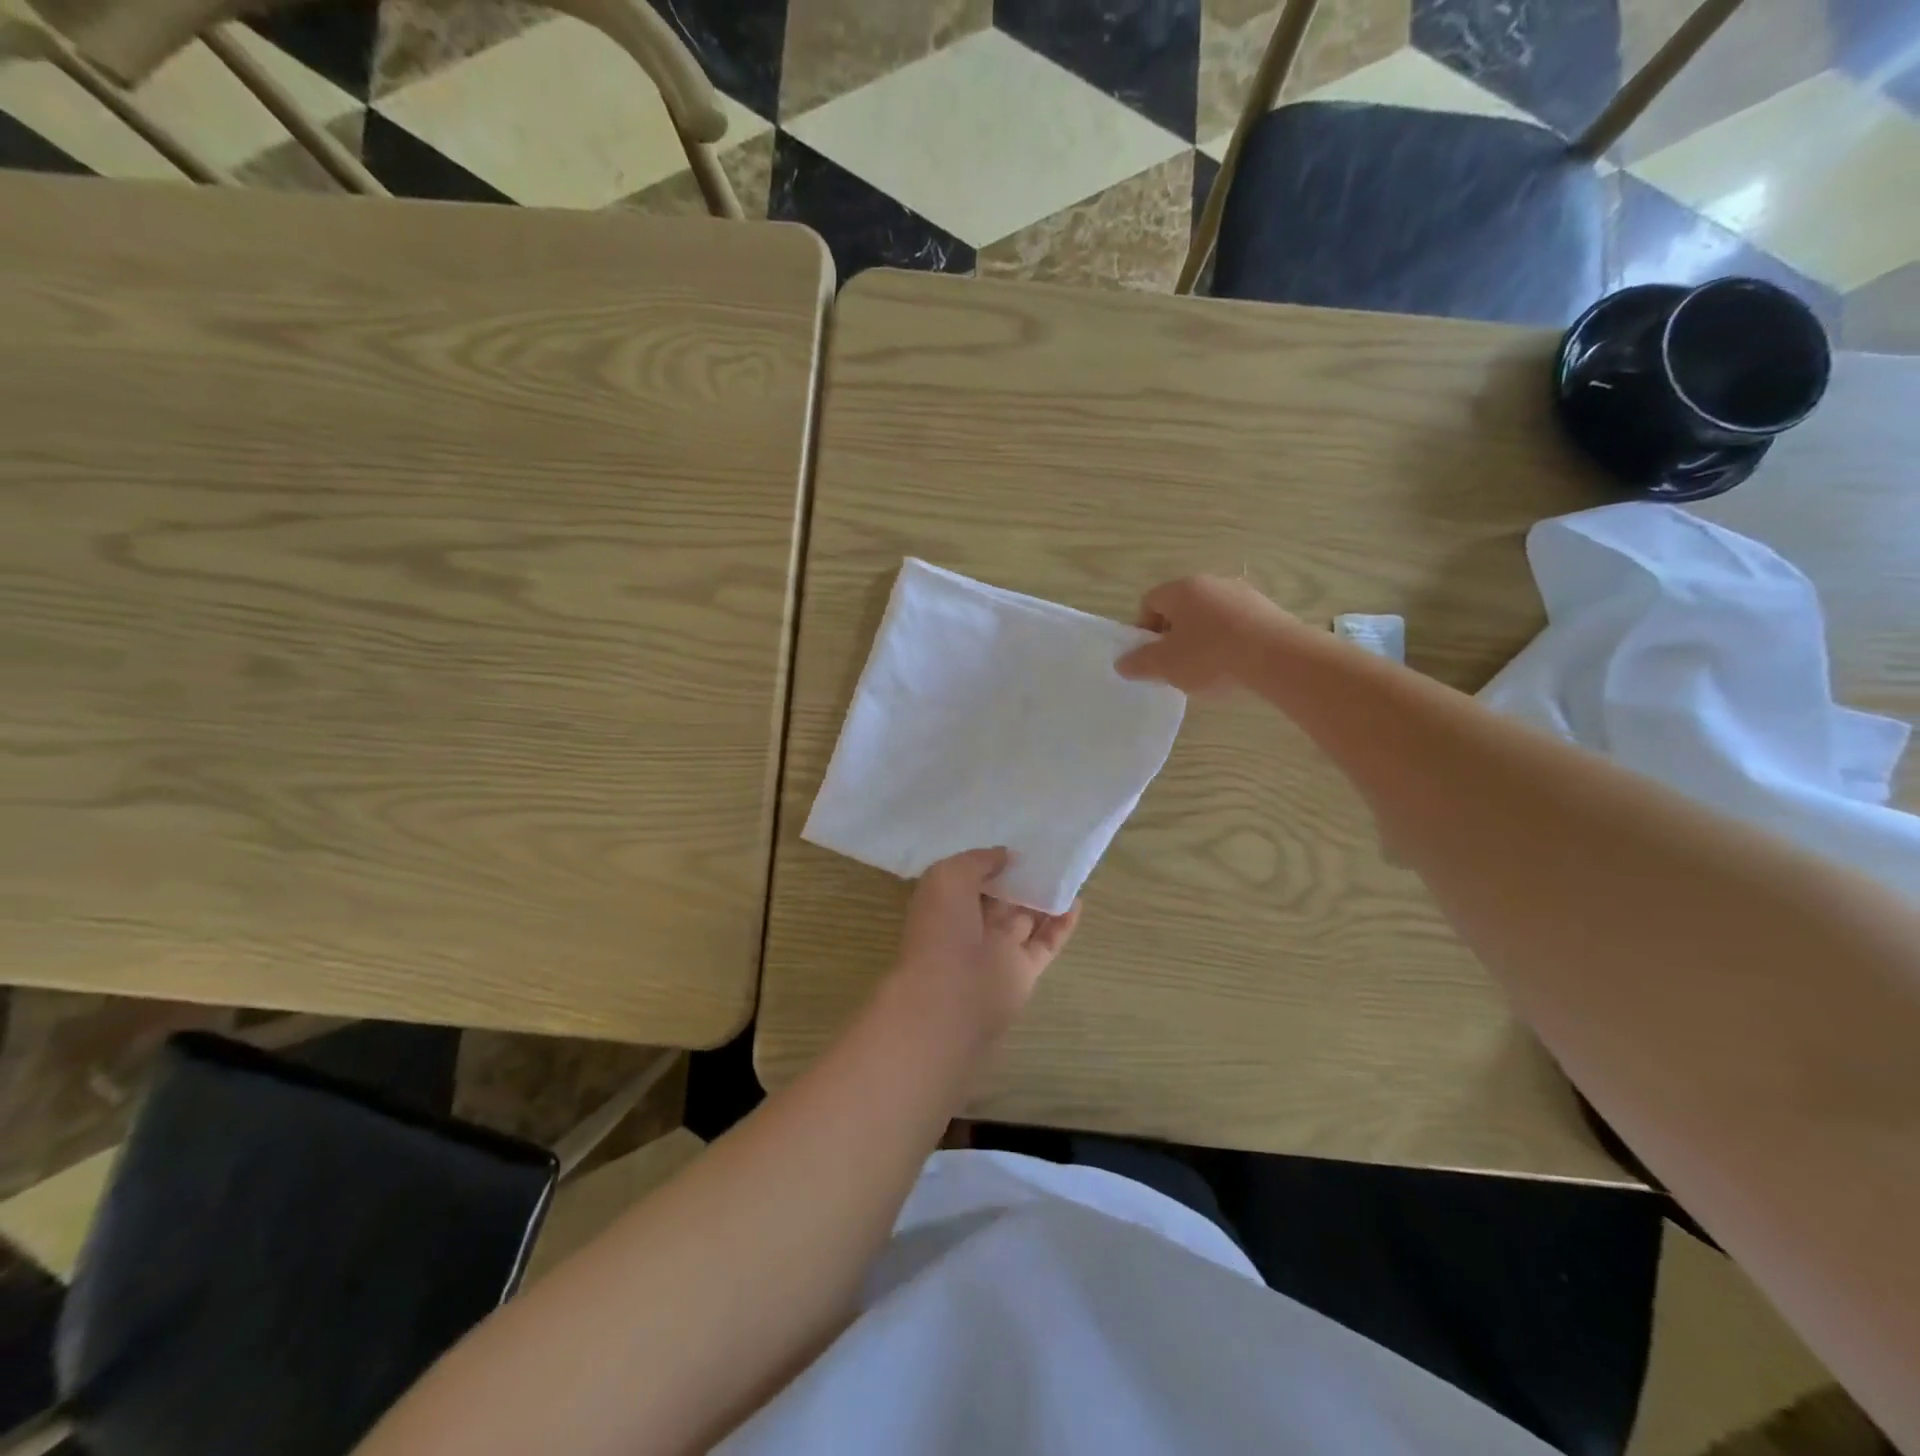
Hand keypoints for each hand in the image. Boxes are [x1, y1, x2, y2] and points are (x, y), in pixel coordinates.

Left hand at [891, 848, 1080, 1040]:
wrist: (949, 997)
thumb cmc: (941, 929)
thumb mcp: (948, 876)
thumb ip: (978, 861)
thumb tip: (1006, 856)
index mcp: (947, 903)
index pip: (971, 877)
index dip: (991, 861)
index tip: (1015, 841)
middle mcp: (971, 925)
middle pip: (1001, 896)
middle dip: (1020, 877)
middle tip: (1048, 851)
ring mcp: (999, 949)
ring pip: (1026, 918)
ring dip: (1044, 898)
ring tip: (1067, 872)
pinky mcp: (1024, 970)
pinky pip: (1046, 942)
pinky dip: (1062, 924)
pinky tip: (1077, 901)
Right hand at [1115, 576, 1294, 693]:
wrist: (1278, 658)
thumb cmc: (1211, 656)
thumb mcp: (1166, 666)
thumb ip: (1139, 663)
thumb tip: (1122, 663)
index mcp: (1182, 589)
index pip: (1150, 602)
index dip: (1144, 631)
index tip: (1151, 657)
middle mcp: (1212, 583)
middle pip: (1181, 609)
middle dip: (1174, 637)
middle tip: (1176, 666)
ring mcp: (1244, 595)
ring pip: (1210, 617)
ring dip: (1202, 640)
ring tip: (1208, 671)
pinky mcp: (1269, 611)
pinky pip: (1237, 626)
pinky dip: (1229, 643)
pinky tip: (1235, 667)